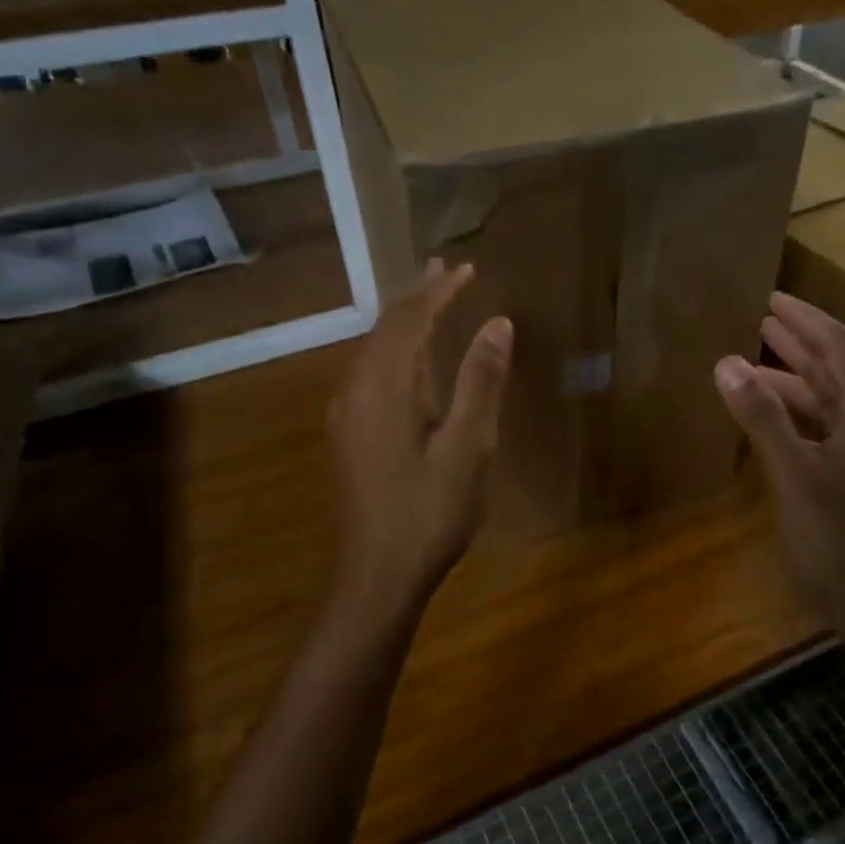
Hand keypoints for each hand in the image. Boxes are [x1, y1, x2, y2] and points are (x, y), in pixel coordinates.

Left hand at [328, 259, 511, 608]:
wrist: (378, 575)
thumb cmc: (430, 513)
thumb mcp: (468, 447)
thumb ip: (481, 382)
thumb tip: (497, 323)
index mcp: (384, 387)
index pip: (411, 320)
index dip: (440, 291)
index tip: (468, 268)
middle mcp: (356, 390)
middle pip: (386, 329)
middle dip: (417, 297)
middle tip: (445, 269)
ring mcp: (347, 414)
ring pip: (375, 351)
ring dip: (404, 323)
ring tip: (431, 301)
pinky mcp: (348, 435)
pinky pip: (371, 374)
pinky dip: (396, 352)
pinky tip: (410, 361)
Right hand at [714, 292, 844, 644]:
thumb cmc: (840, 540)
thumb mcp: (795, 475)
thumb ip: (762, 417)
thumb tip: (727, 361)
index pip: (839, 345)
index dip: (805, 318)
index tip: (770, 297)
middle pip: (837, 367)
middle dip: (799, 341)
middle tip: (759, 319)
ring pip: (831, 400)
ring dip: (795, 379)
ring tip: (753, 363)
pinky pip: (827, 428)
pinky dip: (798, 414)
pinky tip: (771, 418)